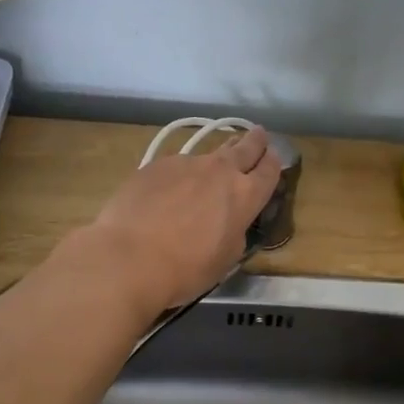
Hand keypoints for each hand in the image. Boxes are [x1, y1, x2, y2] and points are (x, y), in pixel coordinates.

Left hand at [78, 125, 282, 314]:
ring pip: (208, 154)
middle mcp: (220, 171)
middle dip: (254, 140)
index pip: (269, 170)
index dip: (274, 163)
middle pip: (245, 146)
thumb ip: (235, 231)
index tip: (273, 159)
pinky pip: (177, 165)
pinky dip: (180, 175)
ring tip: (211, 168)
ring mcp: (186, 163)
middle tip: (257, 134)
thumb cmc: (186, 269)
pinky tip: (169, 191)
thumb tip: (228, 221)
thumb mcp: (226, 258)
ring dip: (215, 159)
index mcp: (245, 195)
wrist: (129, 257)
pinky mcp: (156, 165)